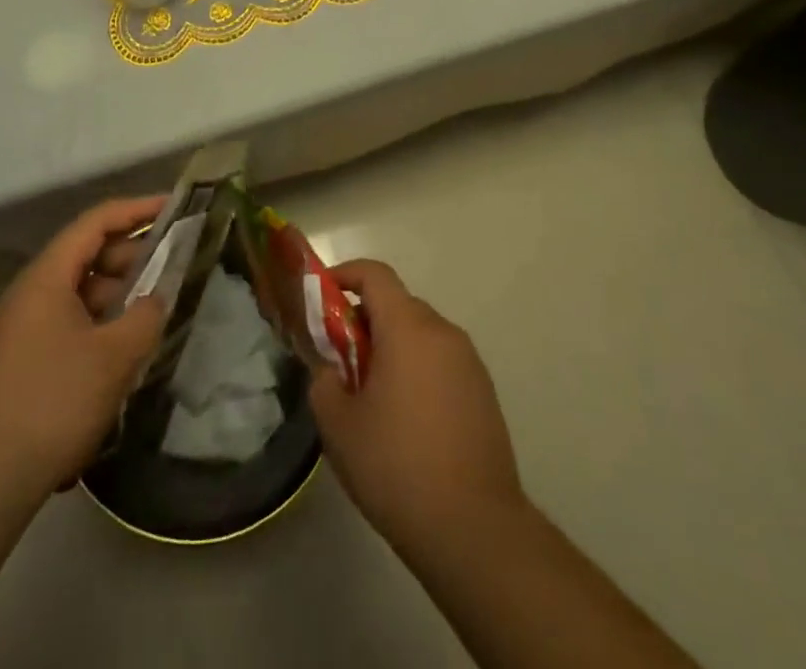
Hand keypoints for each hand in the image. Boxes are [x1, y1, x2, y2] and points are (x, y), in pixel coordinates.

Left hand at [0, 197, 166, 499]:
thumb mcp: (114, 357)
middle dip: (130, 256)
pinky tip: (123, 348)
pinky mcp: (22, 358)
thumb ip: (146, 317)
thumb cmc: (54, 402)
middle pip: (86, 254)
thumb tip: (156, 298)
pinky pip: (68, 320)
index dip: (136, 210)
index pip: (96, 222)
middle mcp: (30, 292)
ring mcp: (22, 326)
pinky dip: (99, 321)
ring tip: (152, 311)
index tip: (172, 208)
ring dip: (116, 293)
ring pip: (78, 290)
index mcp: (46, 277)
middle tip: (171, 267)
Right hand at [308, 259, 523, 552]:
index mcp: (408, 328)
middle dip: (364, 320)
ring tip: (371, 395)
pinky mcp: (484, 392)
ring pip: (420, 334)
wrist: (475, 530)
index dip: (344, 274)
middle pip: (397, 304)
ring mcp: (469, 362)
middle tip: (340, 359)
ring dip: (392, 347)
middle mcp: (443, 332)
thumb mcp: (339, 426)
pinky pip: (441, 361)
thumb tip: (331, 369)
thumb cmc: (398, 467)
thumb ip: (324, 381)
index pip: (374, 274)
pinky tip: (407, 420)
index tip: (321, 297)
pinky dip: (417, 370)